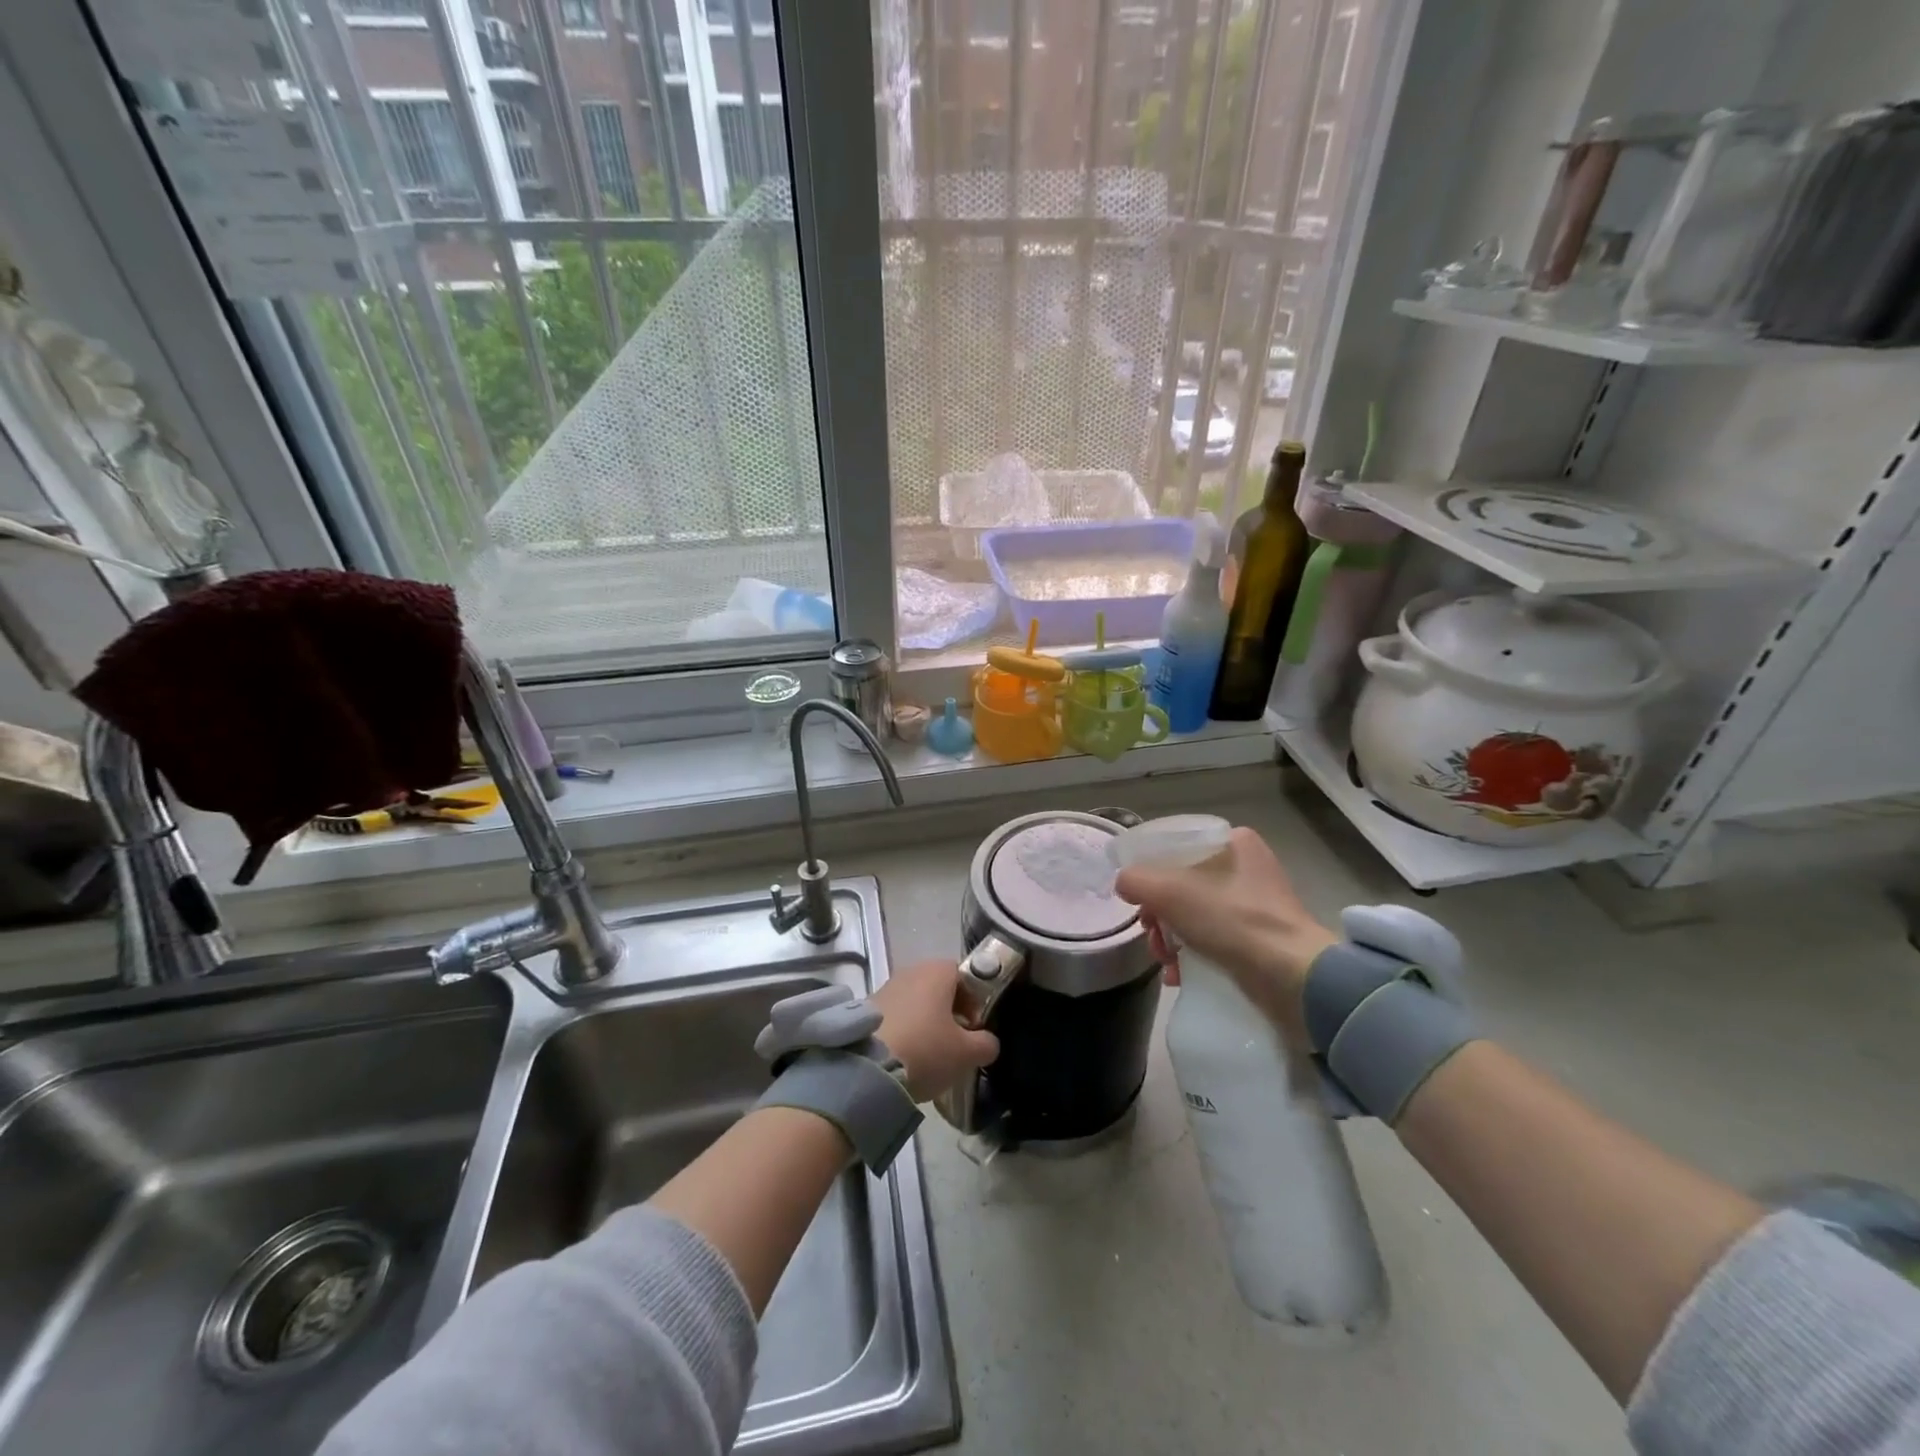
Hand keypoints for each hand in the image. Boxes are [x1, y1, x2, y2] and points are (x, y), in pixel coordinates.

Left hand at [871, 959, 999, 1102]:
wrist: (866, 1069)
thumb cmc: (925, 1050)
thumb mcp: (966, 1053)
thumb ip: (986, 1044)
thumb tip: (987, 1042)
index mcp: (937, 971)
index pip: (964, 975)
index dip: (974, 1000)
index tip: (975, 1028)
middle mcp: (910, 971)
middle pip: (939, 988)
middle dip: (950, 1012)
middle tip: (956, 1043)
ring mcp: (885, 988)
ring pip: (916, 1002)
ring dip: (926, 1022)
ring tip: (930, 1054)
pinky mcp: (866, 1009)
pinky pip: (895, 1015)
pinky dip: (905, 1030)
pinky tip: (906, 1057)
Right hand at [1113, 825, 1335, 1034]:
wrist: (1292, 978)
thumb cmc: (1231, 920)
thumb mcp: (1169, 891)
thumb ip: (1136, 880)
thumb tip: (1125, 884)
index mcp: (1233, 842)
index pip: (1176, 847)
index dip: (1150, 871)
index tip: (1139, 899)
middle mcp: (1247, 867)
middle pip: (1181, 884)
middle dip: (1159, 914)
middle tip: (1152, 936)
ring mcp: (1255, 905)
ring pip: (1193, 914)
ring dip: (1170, 939)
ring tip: (1165, 962)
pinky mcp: (1259, 940)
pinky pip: (1212, 939)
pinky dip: (1191, 955)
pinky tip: (1179, 975)